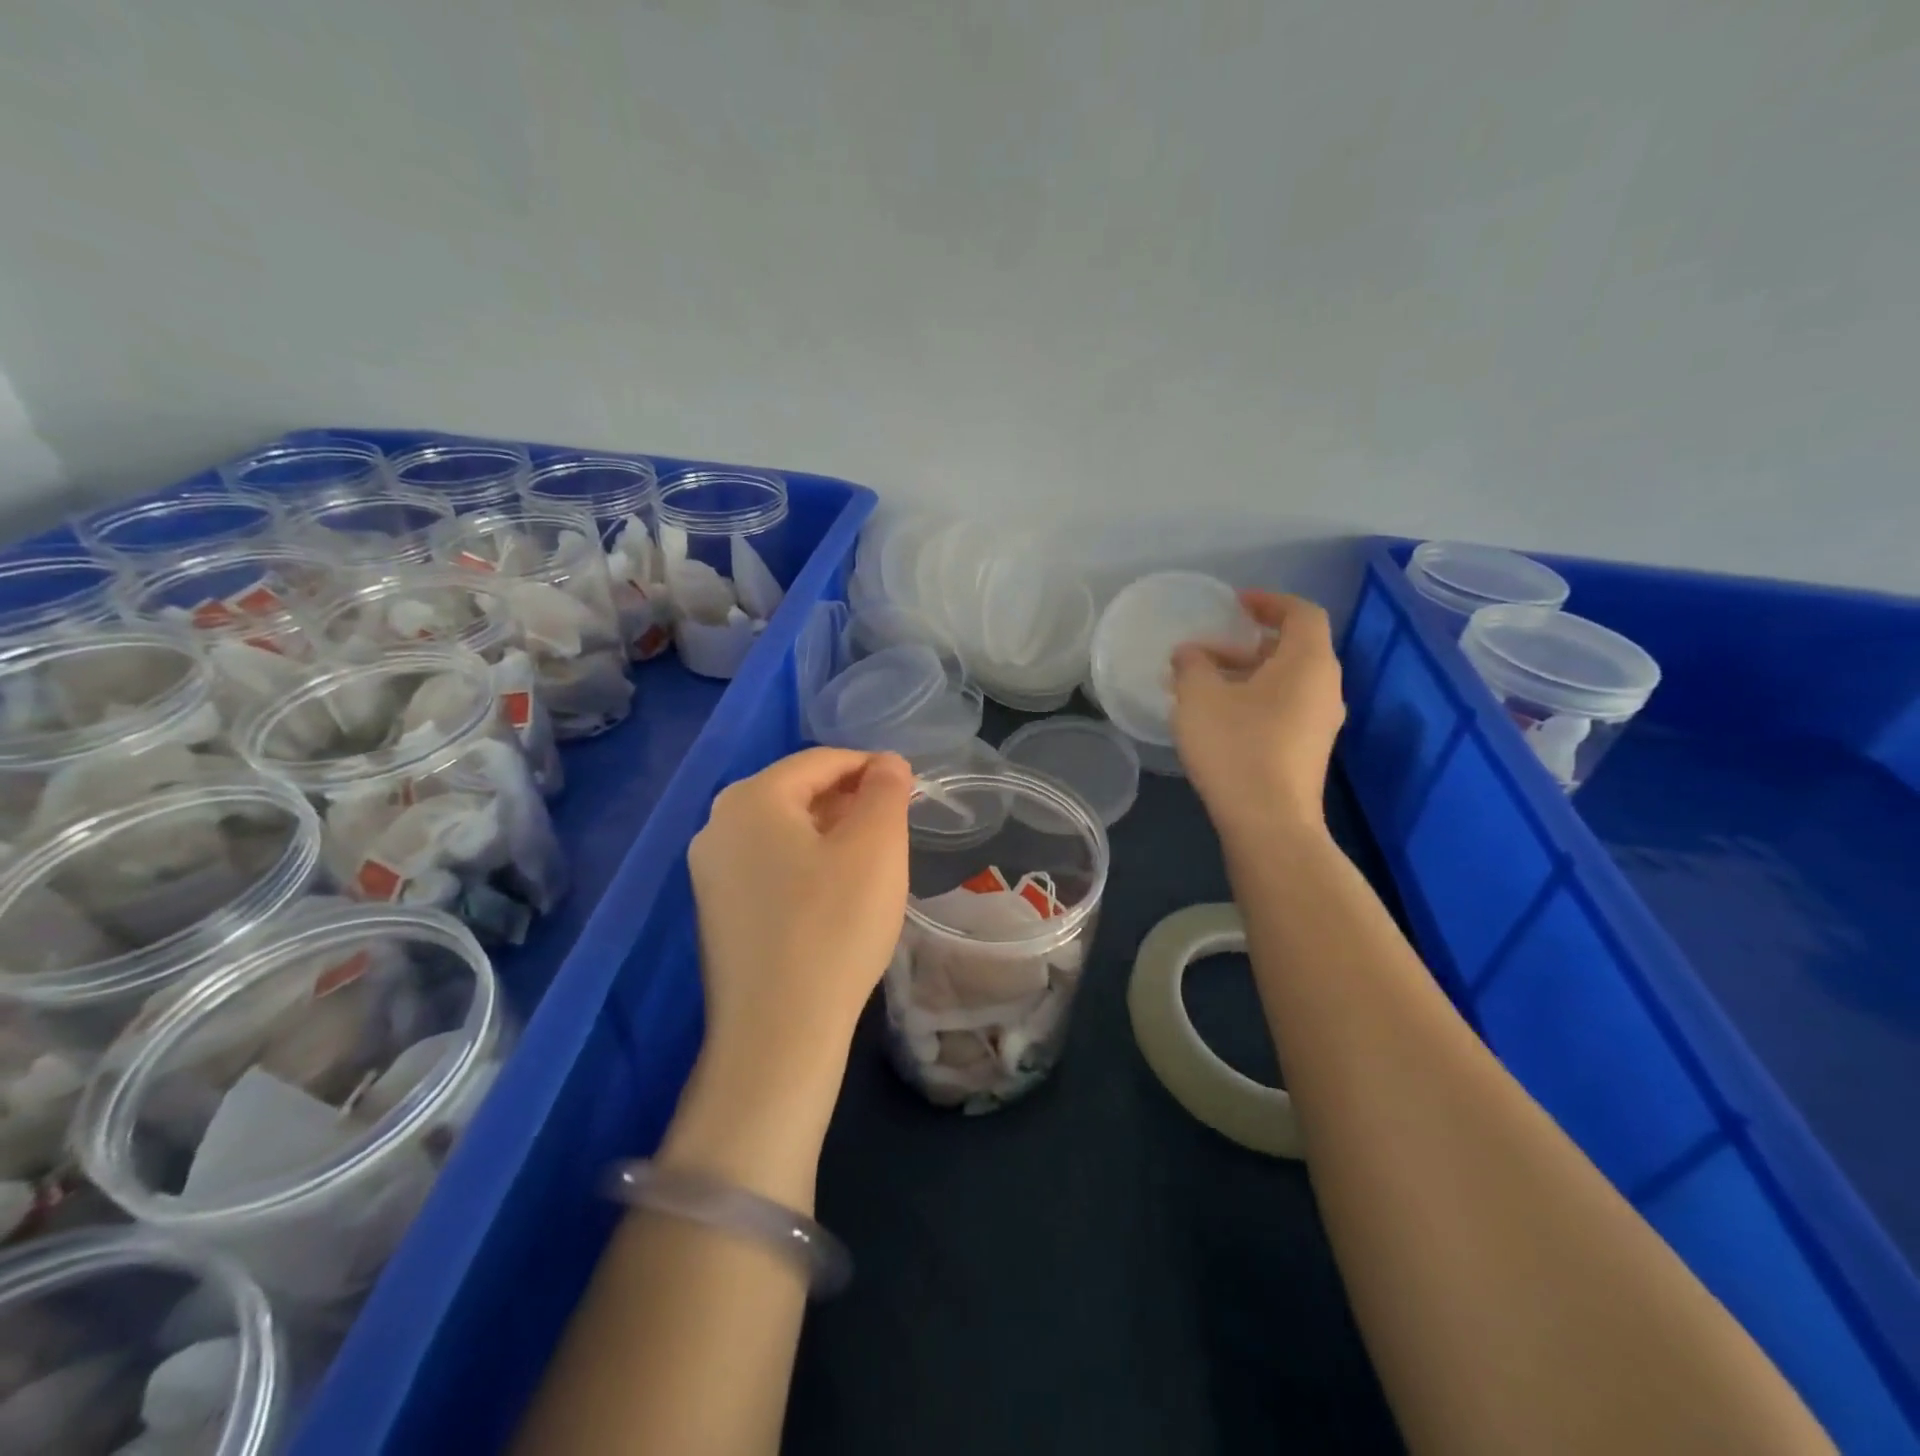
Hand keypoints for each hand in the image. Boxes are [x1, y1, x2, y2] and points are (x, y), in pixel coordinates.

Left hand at [687, 747, 912, 1086]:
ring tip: (870, 856)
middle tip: (894, 824)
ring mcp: (709, 871)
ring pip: (781, 829)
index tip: (910, 788)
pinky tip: (833, 892)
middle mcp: (717, 824)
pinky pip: (767, 864)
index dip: (870, 767)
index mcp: (751, 798)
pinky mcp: (716, 910)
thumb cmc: (834, 926)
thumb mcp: (876, 847)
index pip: (821, 760)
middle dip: (849, 799)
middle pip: (797, 791)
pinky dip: (805, 862)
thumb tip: (887, 763)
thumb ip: (886, 791)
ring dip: (829, 830)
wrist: (777, 1034)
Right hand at [1171, 590, 1345, 841]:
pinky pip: (1285, 708)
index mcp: (1309, 663)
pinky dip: (1255, 700)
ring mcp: (1321, 723)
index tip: (1234, 604)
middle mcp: (1325, 688)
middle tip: (1209, 648)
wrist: (1269, 822)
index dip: (1269, 602)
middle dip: (1249, 642)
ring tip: (1205, 684)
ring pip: (1287, 681)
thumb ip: (1192, 665)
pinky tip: (1219, 718)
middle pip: (1294, 648)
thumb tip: (1190, 653)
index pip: (1301, 613)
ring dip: (1248, 674)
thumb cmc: (1236, 747)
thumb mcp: (1199, 698)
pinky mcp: (1309, 751)